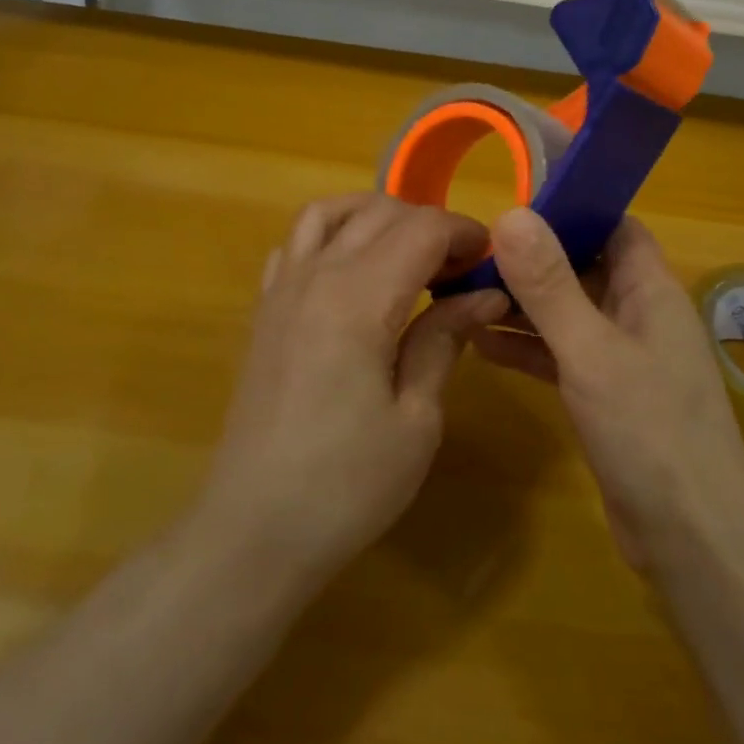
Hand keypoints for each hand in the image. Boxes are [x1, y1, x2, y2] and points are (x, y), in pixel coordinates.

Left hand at [194, 194, 509, 588]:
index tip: (491, 262)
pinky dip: (332, 233)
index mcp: (359, 299)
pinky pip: (296, 241)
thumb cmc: (346, 485)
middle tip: (461, 267)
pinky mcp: (264, 309)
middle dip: (430, 224)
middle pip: (381, 212)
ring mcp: (283, 289)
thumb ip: (444, 340)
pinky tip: (353, 269)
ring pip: (331, 211)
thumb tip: (485, 295)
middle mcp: (317, 276)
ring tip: (409, 251)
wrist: (253, 532)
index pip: (422, 229)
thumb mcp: (416, 419)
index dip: (465, 233)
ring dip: (377, 215)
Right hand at [479, 208, 743, 574]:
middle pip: (584, 266)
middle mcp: (640, 314)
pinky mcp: (608, 396)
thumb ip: (550, 285)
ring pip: (569, 312)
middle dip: (534, 257)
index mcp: (651, 289)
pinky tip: (482, 345)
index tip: (516, 201)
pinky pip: (563, 355)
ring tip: (465, 293)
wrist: (692, 541)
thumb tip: (512, 213)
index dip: (573, 207)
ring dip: (524, 304)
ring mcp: (624, 357)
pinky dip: (529, 348)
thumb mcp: (592, 351)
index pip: (614, 225)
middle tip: (475, 250)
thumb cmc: (650, 432)